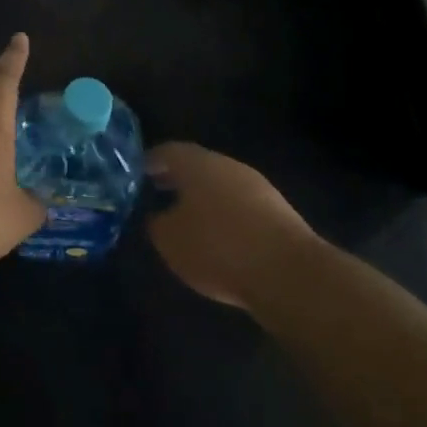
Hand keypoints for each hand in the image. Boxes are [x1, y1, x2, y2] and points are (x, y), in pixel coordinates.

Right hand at [146, 142, 315, 309]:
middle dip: (178, 179)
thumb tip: (159, 216)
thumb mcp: (170, 240)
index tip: (137, 173)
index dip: (151, 162)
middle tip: (157, 192)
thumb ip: (158, 224)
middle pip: (197, 166)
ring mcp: (258, 188)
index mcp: (198, 164)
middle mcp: (228, 167)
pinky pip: (241, 207)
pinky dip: (226, 216)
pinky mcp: (279, 213)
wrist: (289, 274)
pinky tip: (219, 237)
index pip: (168, 152)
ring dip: (203, 198)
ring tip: (186, 219)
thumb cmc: (218, 248)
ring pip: (221, 186)